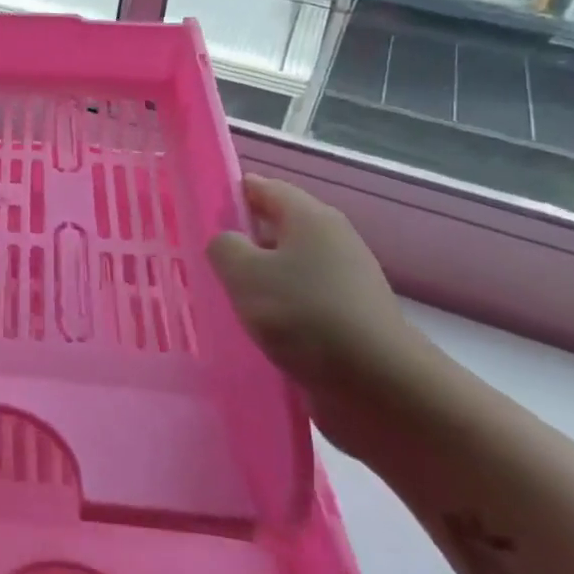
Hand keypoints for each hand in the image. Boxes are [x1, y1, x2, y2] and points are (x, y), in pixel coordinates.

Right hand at [208, 175, 439, 443]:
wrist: (379, 386)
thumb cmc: (304, 314)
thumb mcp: (244, 272)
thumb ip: (223, 246)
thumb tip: (227, 242)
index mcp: (310, 217)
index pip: (261, 187)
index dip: (227, 195)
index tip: (194, 215)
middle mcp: (331, 240)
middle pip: (275, 227)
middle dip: (240, 241)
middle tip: (201, 260)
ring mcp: (344, 280)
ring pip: (287, 267)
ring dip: (257, 280)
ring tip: (222, 298)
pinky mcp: (348, 317)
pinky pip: (301, 301)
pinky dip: (277, 309)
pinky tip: (255, 329)